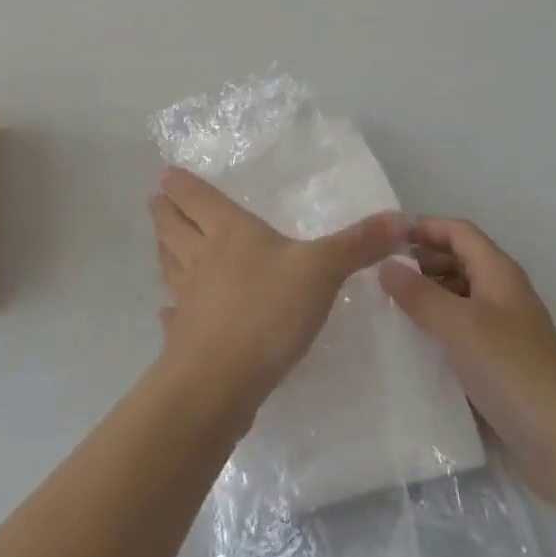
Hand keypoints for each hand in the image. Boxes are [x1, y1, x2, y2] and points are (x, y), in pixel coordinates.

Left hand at [150, 166, 406, 416]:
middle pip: (174, 227)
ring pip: (169, 264)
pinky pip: (173, 316)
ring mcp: (187, 299)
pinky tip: (166, 311)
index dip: (180, 185)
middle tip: (155, 199)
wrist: (220, 383)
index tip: (164, 173)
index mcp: (228, 232)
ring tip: (160, 240)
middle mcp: (201, 258)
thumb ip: (358, 244)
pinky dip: (169, 309)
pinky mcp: (184, 338)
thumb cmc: (267, 312)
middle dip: (164, 211)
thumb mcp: (321, 271)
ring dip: (163, 249)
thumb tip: (401, 218)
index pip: (197, 198)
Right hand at [379, 219, 555, 503]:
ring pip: (460, 293)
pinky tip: (416, 340)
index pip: (458, 231)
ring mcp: (505, 327)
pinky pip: (463, 326)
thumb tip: (385, 265)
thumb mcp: (457, 325)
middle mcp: (503, 291)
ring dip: (429, 292)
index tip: (386, 237)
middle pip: (459, 258)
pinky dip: (439, 323)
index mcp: (499, 271)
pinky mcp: (502, 360)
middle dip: (422, 259)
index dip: (424, 227)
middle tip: (382, 271)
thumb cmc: (510, 370)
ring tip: (392, 303)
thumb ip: (419, 293)